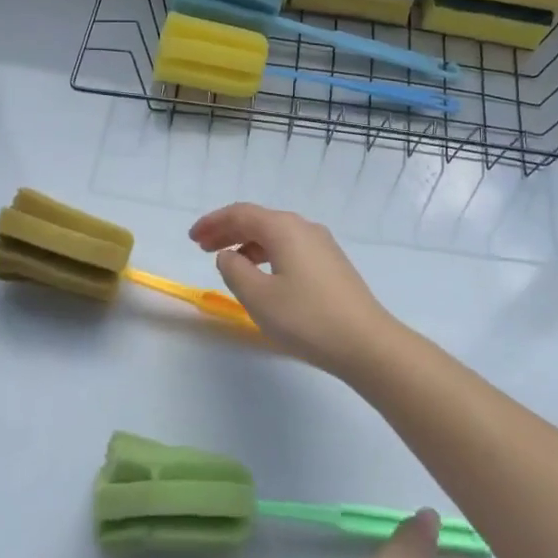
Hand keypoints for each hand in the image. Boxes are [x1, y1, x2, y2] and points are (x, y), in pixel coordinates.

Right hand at [189, 203, 402, 376]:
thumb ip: (234, 271)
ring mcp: (322, 245)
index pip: (240, 213)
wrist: (366, 343)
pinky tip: (262, 276)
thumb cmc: (306, 318)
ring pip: (275, 235)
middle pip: (259, 221)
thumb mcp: (258, 297)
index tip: (191, 238)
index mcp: (284, 228)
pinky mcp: (332, 264)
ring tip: (228, 263)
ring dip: (247, 244)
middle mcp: (304, 228)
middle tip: (202, 246)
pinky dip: (267, 255)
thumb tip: (229, 256)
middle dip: (227, 231)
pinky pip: (290, 248)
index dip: (213, 223)